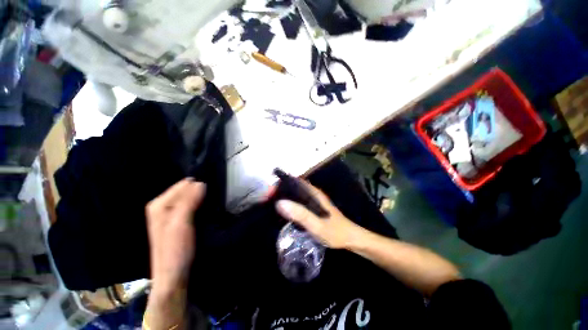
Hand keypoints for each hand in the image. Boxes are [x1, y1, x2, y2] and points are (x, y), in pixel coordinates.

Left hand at [146, 178, 205, 292]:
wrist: (174, 274)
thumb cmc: (175, 249)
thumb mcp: (181, 223)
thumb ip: (189, 201)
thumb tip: (201, 183)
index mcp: (160, 204)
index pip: (183, 185)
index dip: (198, 186)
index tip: (211, 191)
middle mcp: (163, 206)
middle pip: (186, 191)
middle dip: (199, 192)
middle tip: (213, 198)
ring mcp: (171, 214)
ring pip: (189, 198)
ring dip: (201, 198)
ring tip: (213, 202)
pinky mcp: (179, 221)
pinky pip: (192, 206)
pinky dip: (200, 205)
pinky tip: (207, 208)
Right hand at [275, 180, 361, 249]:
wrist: (350, 238)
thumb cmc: (334, 231)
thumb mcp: (316, 225)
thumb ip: (300, 214)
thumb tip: (279, 203)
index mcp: (313, 193)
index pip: (294, 182)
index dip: (280, 184)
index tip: (269, 193)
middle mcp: (313, 194)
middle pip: (293, 187)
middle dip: (280, 190)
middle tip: (267, 200)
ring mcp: (313, 200)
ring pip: (296, 194)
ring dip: (284, 197)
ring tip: (271, 204)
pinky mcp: (314, 207)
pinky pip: (299, 201)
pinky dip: (290, 203)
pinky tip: (284, 211)